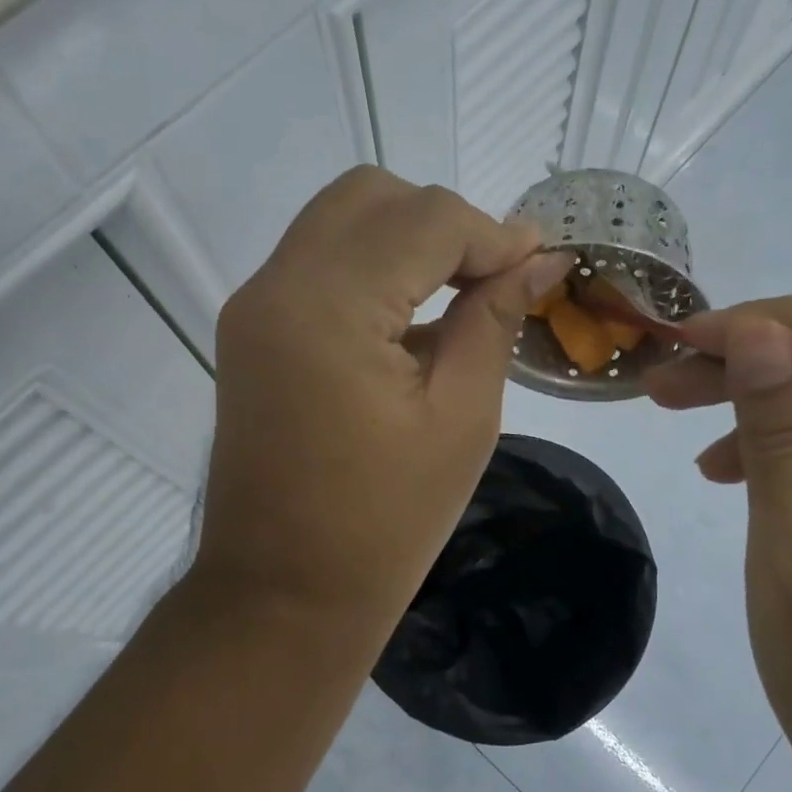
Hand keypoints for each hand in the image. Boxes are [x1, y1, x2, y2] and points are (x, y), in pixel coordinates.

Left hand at [195, 167, 570, 653]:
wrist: (282, 596)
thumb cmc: (384, 523)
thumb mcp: (462, 417)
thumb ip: (495, 318)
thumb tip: (540, 258)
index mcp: (328, 306)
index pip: (425, 219)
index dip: (493, 234)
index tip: (540, 266)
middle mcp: (276, 284)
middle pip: (372, 196)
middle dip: (444, 222)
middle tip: (493, 279)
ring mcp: (254, 305)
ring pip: (340, 220)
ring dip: (407, 239)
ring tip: (460, 296)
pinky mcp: (250, 329)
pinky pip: (318, 262)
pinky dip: (371, 267)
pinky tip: (410, 320)